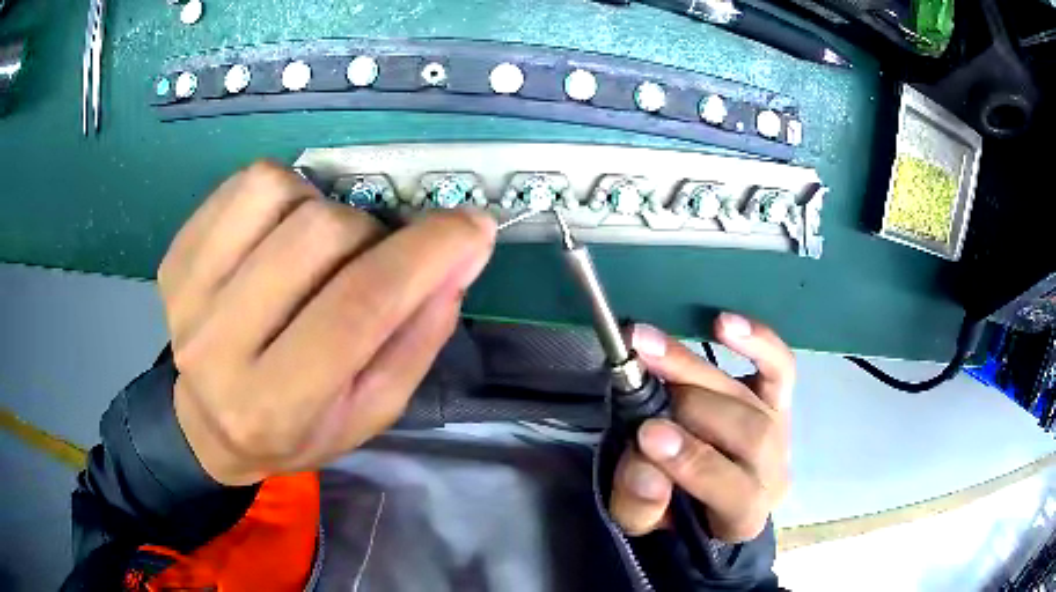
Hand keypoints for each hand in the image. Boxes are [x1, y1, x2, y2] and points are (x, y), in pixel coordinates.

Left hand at [158, 161, 496, 485]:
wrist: (211, 425)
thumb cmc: (299, 429)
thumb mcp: (372, 408)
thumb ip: (418, 337)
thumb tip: (461, 256)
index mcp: (275, 405)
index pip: (357, 309)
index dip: (425, 255)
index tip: (472, 227)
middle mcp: (218, 348)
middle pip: (319, 235)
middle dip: (370, 235)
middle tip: (372, 261)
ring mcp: (187, 294)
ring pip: (278, 192)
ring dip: (322, 208)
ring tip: (318, 250)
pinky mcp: (175, 257)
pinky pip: (245, 183)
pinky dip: (283, 190)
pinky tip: (280, 232)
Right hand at [609, 314, 793, 541]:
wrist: (700, 493)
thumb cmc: (671, 512)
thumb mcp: (641, 522)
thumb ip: (640, 502)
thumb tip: (647, 459)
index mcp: (744, 518)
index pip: (737, 493)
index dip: (695, 462)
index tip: (648, 435)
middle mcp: (773, 472)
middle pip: (750, 434)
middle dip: (693, 408)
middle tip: (642, 386)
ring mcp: (780, 430)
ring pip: (753, 397)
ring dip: (697, 369)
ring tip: (650, 347)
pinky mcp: (778, 399)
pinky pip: (780, 367)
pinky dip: (757, 342)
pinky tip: (722, 323)